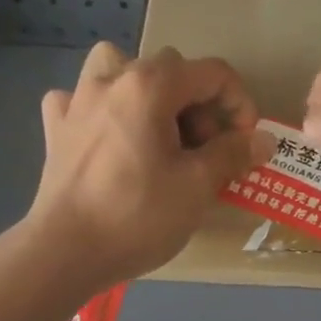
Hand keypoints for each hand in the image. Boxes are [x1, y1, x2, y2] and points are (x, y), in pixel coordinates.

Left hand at [22, 42, 268, 288]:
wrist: (66, 251)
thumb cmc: (138, 216)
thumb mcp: (198, 186)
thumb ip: (233, 154)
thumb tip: (263, 139)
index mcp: (150, 86)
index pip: (213, 73)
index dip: (240, 105)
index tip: (245, 144)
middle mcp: (112, 79)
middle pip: (172, 70)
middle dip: (199, 106)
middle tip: (205, 152)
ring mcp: (77, 100)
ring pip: (121, 69)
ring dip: (148, 92)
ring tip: (157, 131)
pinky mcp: (57, 128)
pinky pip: (84, 100)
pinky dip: (103, 111)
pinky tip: (109, 139)